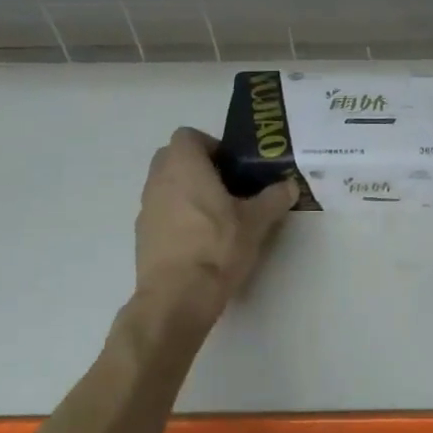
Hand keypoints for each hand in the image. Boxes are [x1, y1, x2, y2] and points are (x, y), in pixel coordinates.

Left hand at [134, 127, 297, 320]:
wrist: (177, 297)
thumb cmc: (217, 247)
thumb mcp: (257, 222)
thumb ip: (274, 199)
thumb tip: (289, 186)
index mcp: (184, 166)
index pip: (188, 135)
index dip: (211, 145)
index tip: (233, 166)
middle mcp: (159, 180)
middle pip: (173, 158)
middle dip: (198, 167)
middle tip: (228, 187)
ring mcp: (146, 208)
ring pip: (166, 186)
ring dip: (187, 192)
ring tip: (217, 216)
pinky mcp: (142, 235)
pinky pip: (161, 213)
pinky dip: (178, 217)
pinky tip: (201, 240)